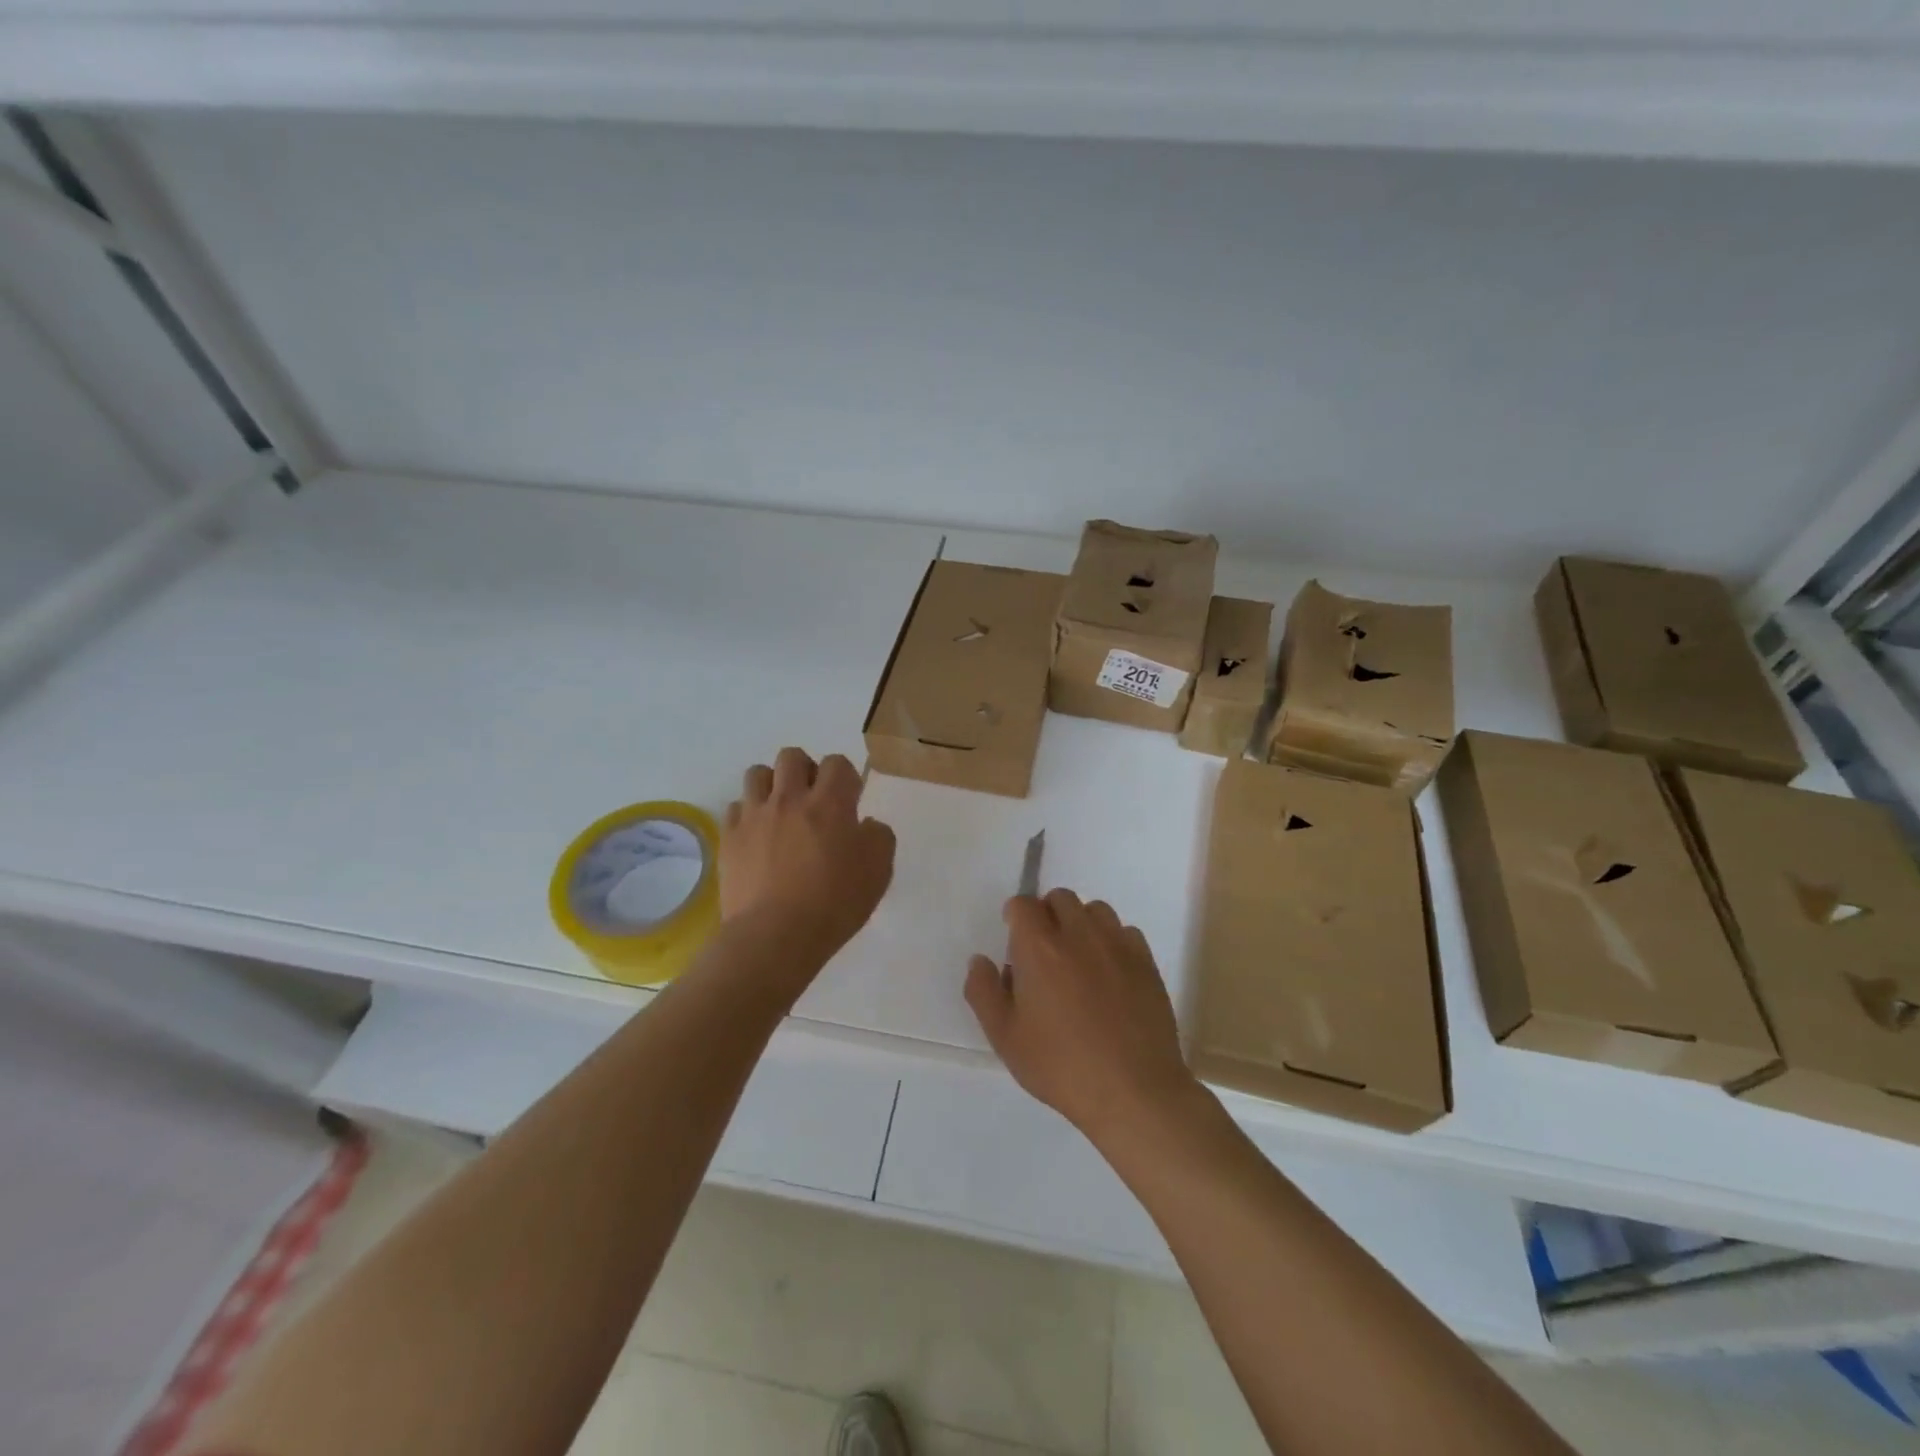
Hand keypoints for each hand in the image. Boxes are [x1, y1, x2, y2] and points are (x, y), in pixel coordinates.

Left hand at [721, 748, 895, 965]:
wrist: (775, 936)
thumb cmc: (834, 903)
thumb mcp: (879, 871)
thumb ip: (879, 837)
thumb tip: (864, 825)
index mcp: (830, 802)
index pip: (836, 763)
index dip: (845, 777)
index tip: (848, 801)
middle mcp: (790, 799)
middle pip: (792, 756)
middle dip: (805, 770)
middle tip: (812, 800)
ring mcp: (755, 816)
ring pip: (757, 774)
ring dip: (772, 785)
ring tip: (780, 811)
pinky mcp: (729, 838)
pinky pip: (735, 808)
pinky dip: (748, 815)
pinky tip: (757, 837)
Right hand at [964, 889, 1196, 1140]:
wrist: (1133, 1091)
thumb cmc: (1061, 1066)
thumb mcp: (1005, 1037)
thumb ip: (983, 992)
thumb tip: (980, 960)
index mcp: (1039, 947)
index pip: (1023, 905)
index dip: (1015, 917)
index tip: (1014, 943)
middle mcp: (1078, 933)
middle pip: (1060, 898)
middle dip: (1047, 915)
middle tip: (1044, 953)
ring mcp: (1116, 944)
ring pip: (1095, 909)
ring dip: (1081, 923)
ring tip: (1078, 959)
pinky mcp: (1146, 961)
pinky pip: (1125, 932)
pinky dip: (1112, 942)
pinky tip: (1109, 974)